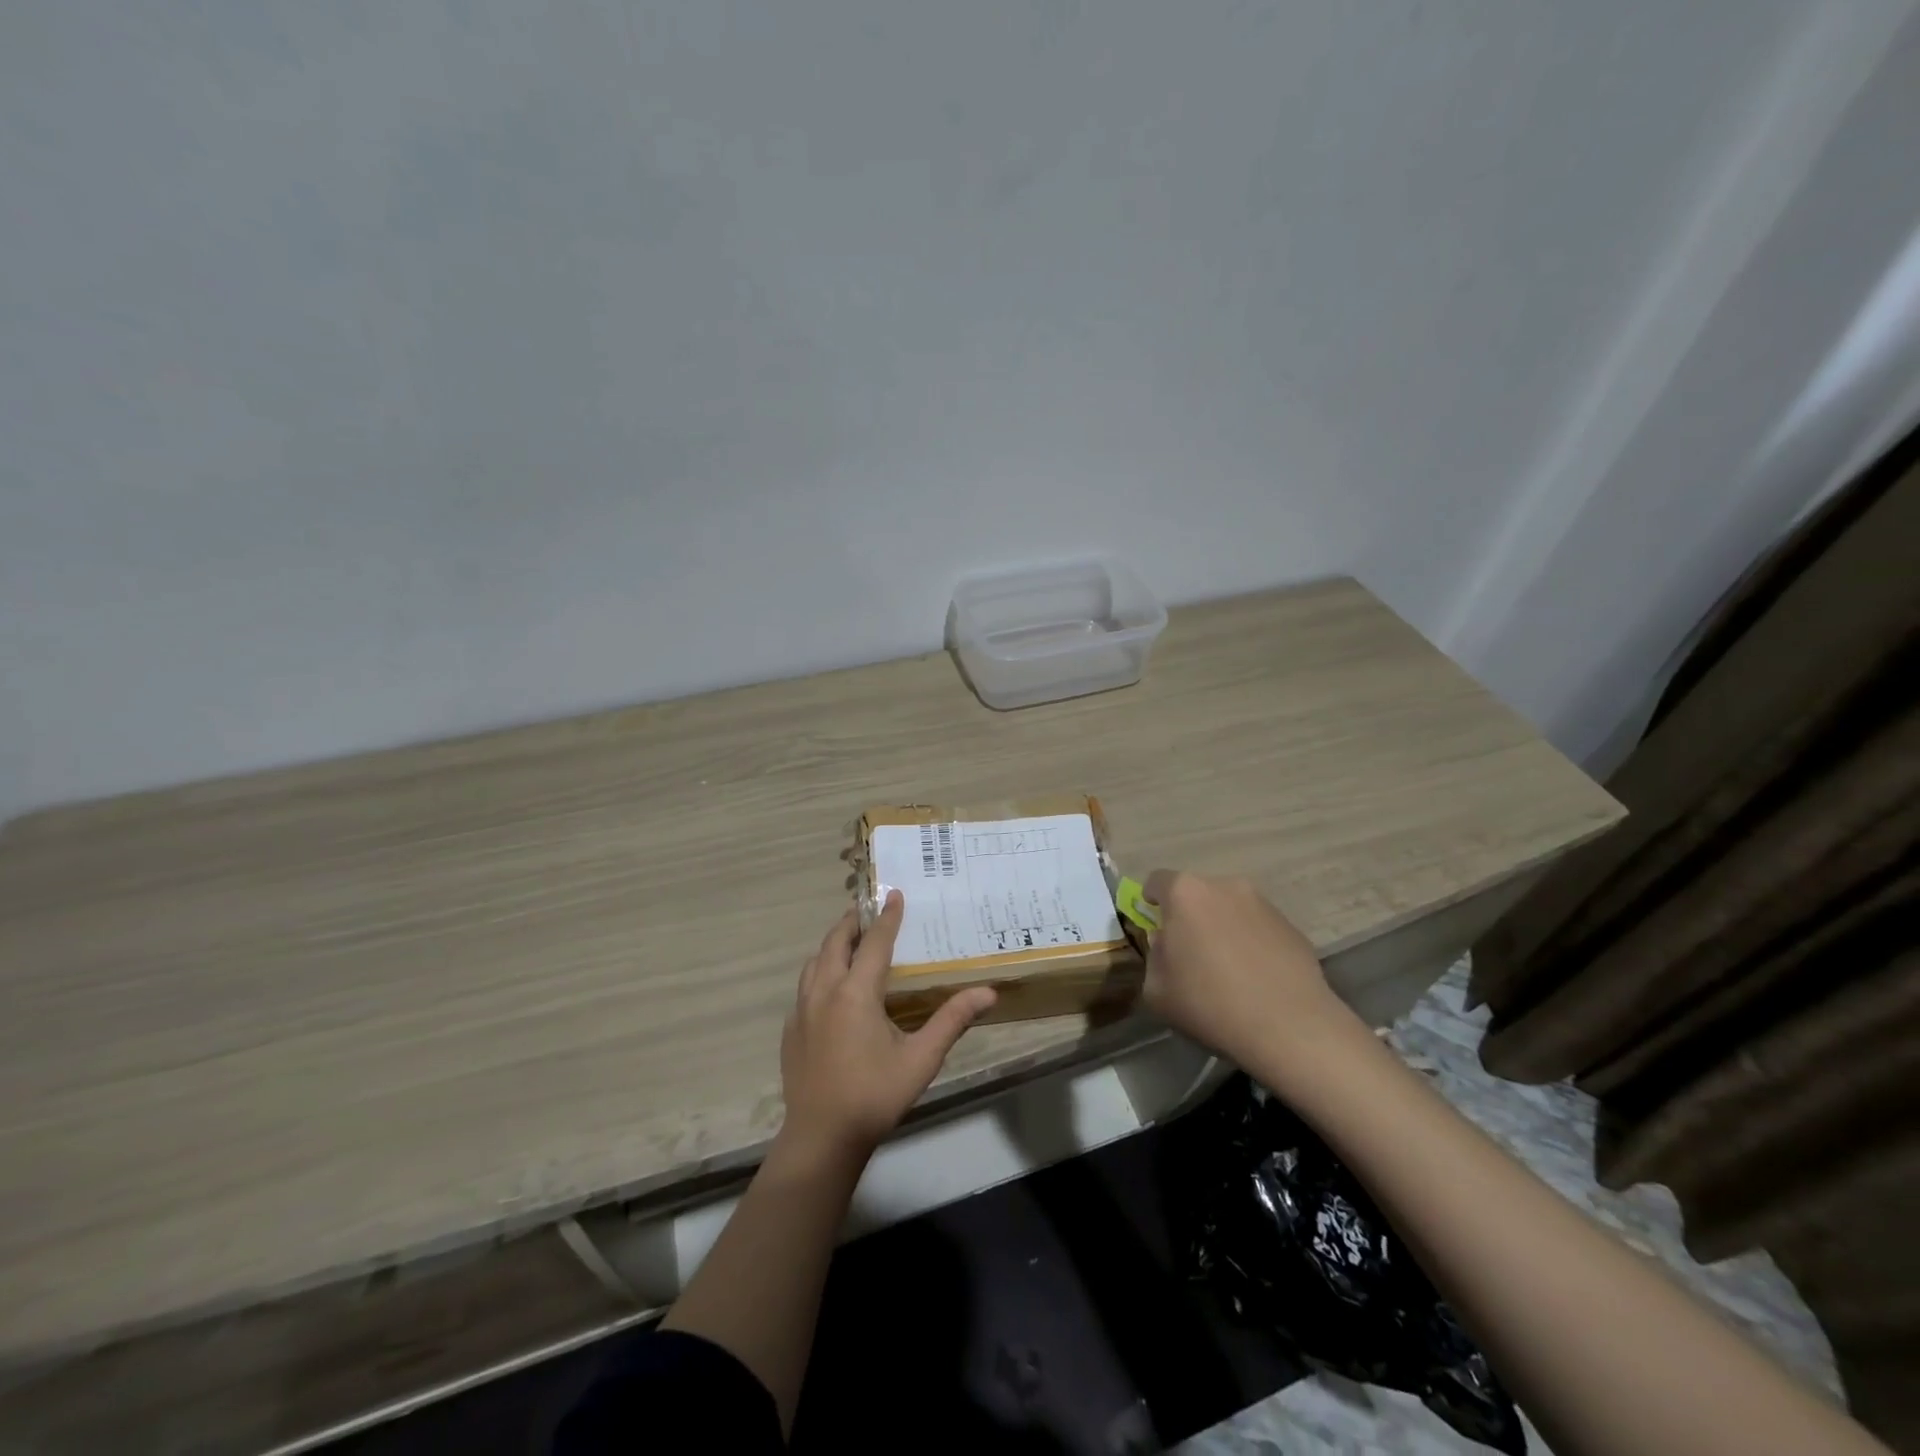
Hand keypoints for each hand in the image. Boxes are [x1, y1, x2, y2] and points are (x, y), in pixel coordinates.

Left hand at [778, 890, 996, 1161]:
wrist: (821, 1139)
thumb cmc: (875, 1096)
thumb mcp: (921, 1060)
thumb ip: (952, 1021)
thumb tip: (988, 992)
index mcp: (856, 993)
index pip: (874, 942)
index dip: (887, 917)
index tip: (894, 893)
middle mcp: (824, 991)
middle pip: (836, 942)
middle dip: (852, 921)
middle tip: (868, 909)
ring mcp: (802, 1010)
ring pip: (815, 961)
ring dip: (833, 943)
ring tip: (851, 940)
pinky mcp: (791, 1028)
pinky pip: (805, 984)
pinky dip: (820, 969)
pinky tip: (831, 985)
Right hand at [1141, 870, 1355, 1068]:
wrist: (1289, 1026)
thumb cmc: (1210, 1003)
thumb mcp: (1156, 989)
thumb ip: (1154, 956)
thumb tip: (1166, 944)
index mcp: (1185, 893)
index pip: (1157, 881)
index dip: (1151, 901)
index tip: (1155, 926)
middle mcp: (1224, 886)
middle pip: (1196, 894)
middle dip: (1189, 916)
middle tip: (1190, 951)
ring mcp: (1262, 903)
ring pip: (1229, 909)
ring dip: (1222, 927)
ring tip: (1227, 967)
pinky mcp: (1291, 925)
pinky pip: (1258, 927)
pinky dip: (1251, 942)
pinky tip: (1255, 976)